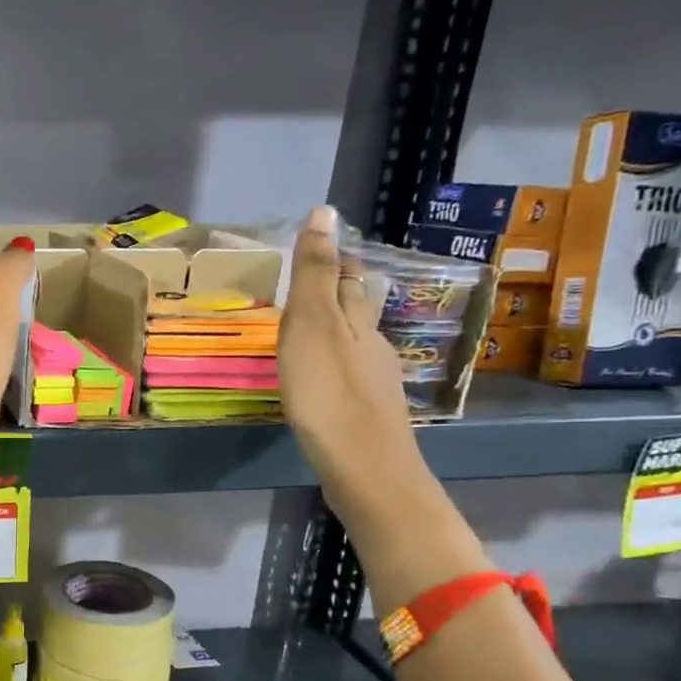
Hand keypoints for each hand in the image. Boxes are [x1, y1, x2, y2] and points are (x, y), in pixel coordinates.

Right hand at [278, 206, 423, 512]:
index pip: (346, 277)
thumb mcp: (313, 327)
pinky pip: (351, 375)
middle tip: (304, 286)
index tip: (313, 248)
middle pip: (357, 308)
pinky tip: (322, 379)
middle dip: (336, 292)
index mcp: (357, 321)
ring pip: (356, 342)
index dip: (331, 260)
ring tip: (305, 330)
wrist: (366, 470)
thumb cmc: (329, 395)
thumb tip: (325, 210)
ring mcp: (375, 381)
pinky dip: (335, 365)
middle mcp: (373, 344)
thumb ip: (314, 274)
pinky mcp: (368, 413)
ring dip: (335, 330)